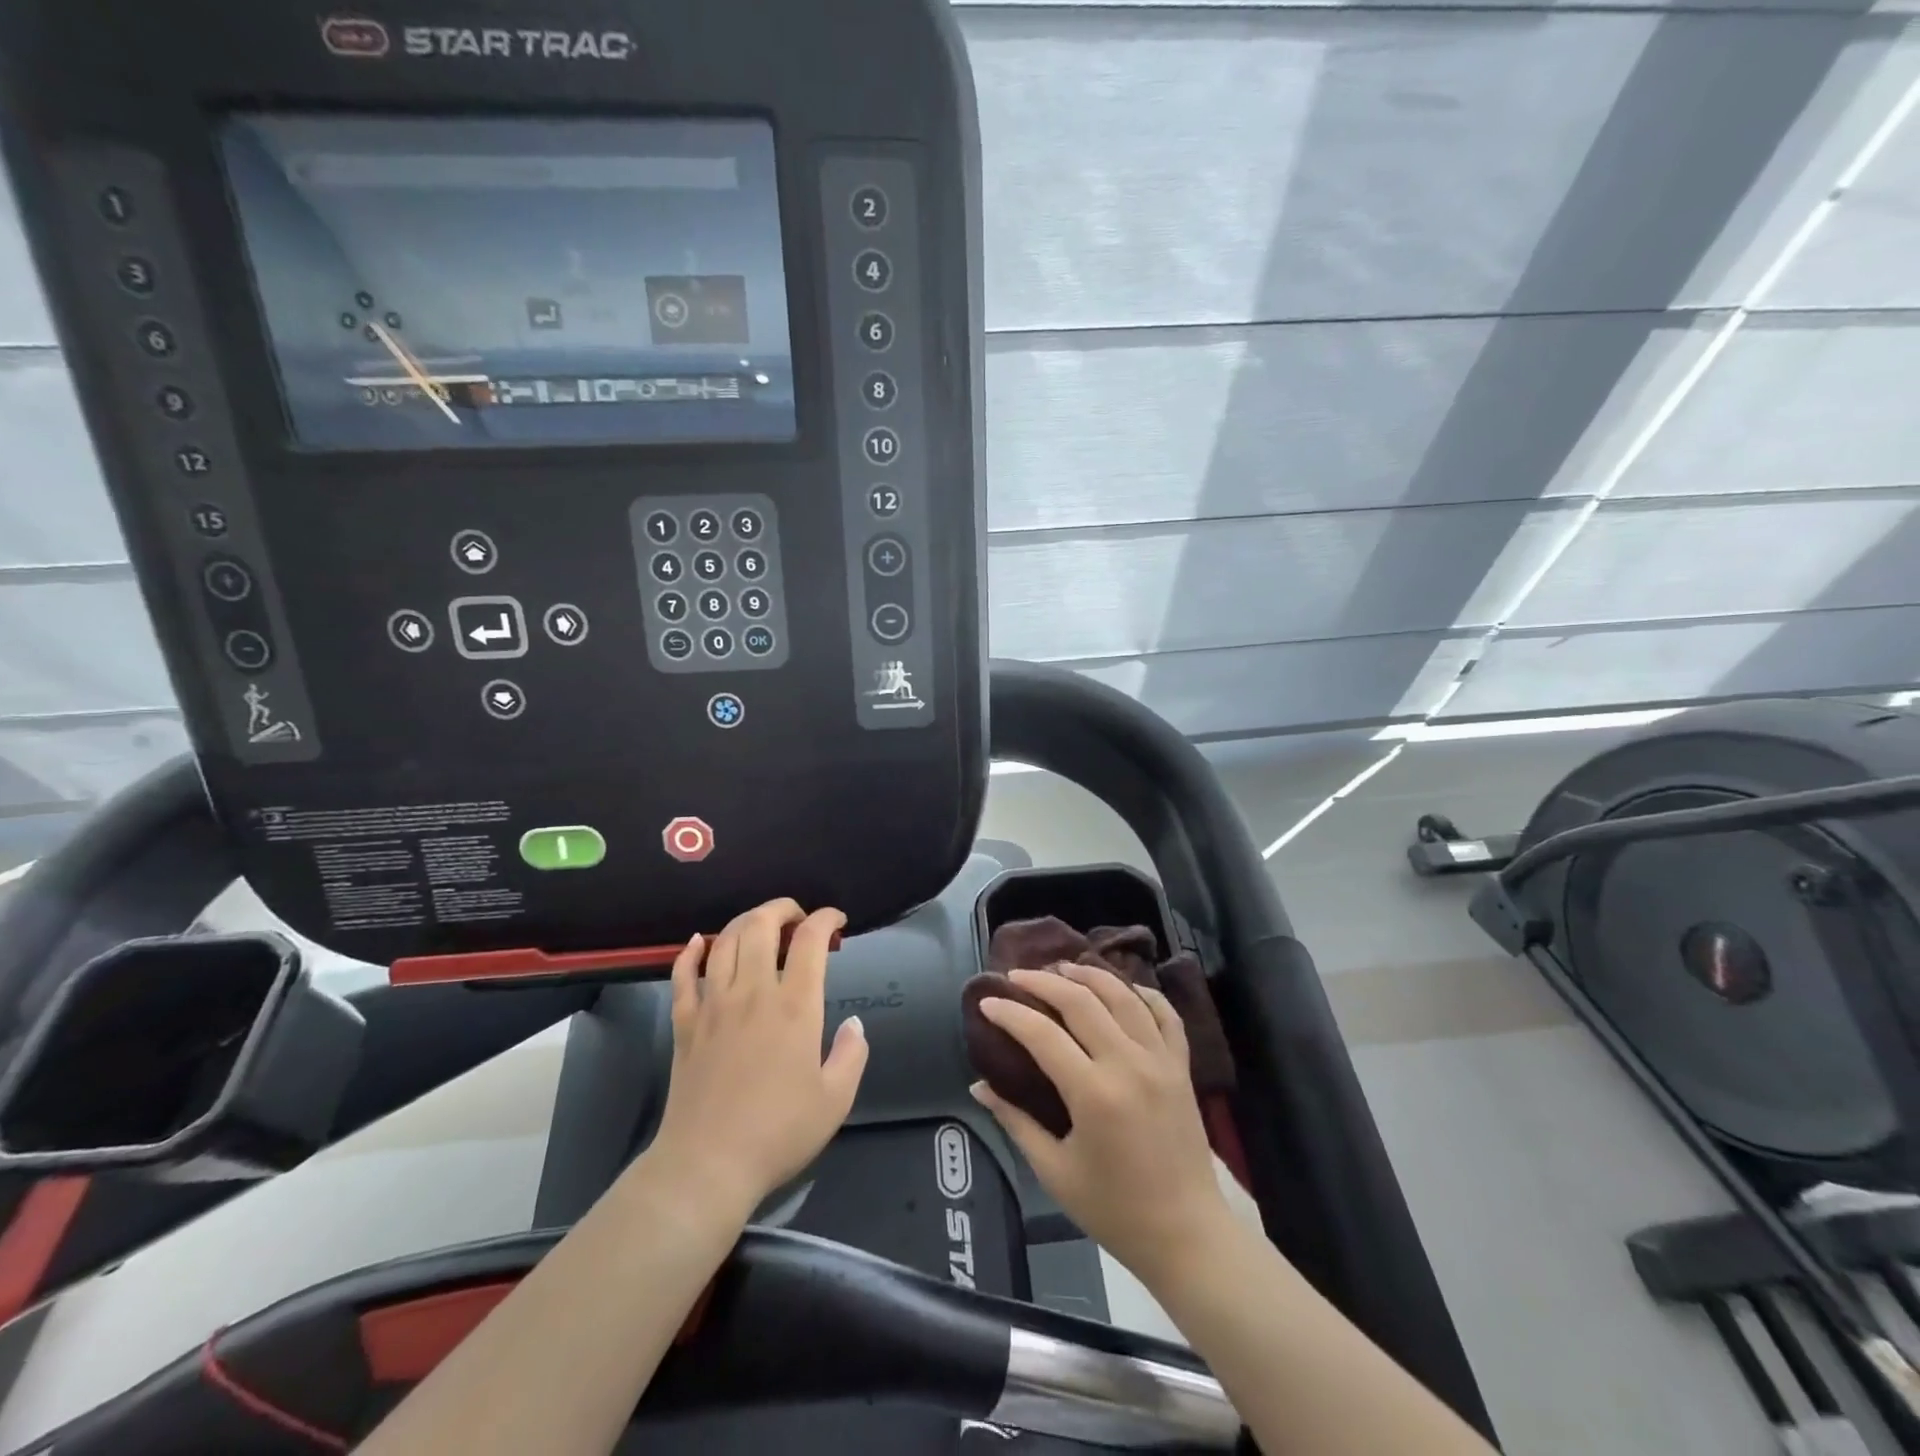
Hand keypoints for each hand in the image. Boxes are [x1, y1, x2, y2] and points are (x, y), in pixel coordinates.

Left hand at [646, 900, 868, 1221]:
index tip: (837, 921)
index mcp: (795, 1006)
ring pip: (724, 942)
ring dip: (745, 922)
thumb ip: (852, 1054)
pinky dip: (691, 952)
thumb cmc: (778, 1133)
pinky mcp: (685, 1024)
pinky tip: (700, 943)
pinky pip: (682, 975)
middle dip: (782, 908)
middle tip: (798, 917)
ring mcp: (713, 1005)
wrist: (707, 1166)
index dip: (826, 919)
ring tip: (761, 926)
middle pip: (761, 925)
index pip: (810, 940)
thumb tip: (853, 1023)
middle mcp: (753, 993)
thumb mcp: (836, 1100)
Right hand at [971, 964, 1231, 1284]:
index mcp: (1093, 1093)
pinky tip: (1122, 987)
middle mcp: (1128, 1064)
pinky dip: (1143, 993)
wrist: (1187, 1236)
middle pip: (1082, 1001)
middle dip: (1044, 981)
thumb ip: (1015, 1121)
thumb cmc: (1114, 1211)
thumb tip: (979, 1085)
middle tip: (1018, 975)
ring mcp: (1160, 1060)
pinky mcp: (1182, 1066)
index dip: (1010, 1013)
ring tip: (1063, 967)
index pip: (1042, 1034)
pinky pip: (1165, 1014)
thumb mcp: (1055, 1172)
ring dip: (1089, 975)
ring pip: (1123, 996)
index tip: (987, 1002)